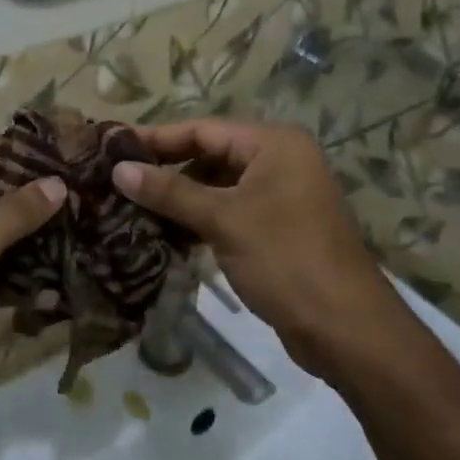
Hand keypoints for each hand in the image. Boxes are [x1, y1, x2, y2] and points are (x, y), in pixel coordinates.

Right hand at [110, 119, 400, 377]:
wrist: (346, 329)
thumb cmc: (285, 259)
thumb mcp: (223, 220)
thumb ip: (170, 191)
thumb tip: (119, 170)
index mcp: (274, 144)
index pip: (203, 129)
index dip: (156, 137)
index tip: (113, 146)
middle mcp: (279, 161)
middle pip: (210, 155)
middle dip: (166, 169)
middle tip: (118, 180)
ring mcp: (280, 196)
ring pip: (217, 186)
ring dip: (179, 198)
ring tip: (132, 207)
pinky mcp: (277, 228)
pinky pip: (229, 211)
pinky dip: (199, 219)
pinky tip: (165, 233)